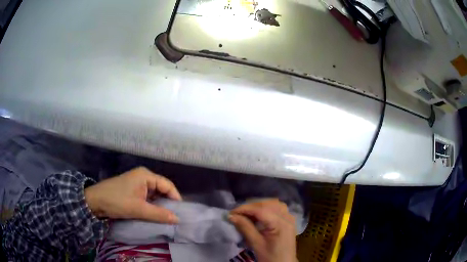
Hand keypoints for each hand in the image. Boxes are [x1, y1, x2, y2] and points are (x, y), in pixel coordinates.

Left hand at [84, 167, 181, 223]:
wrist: (95, 201)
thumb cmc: (117, 201)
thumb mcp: (138, 209)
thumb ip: (159, 214)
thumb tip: (178, 219)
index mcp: (146, 175)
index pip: (167, 185)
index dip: (175, 198)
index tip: (180, 213)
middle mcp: (143, 176)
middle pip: (162, 189)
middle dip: (168, 202)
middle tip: (174, 217)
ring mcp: (137, 183)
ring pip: (155, 194)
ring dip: (160, 205)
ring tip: (166, 217)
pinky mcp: (133, 190)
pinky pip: (147, 197)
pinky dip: (152, 205)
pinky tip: (154, 214)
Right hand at [229, 199, 296, 261]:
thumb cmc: (270, 257)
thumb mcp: (256, 244)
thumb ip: (245, 228)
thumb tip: (231, 216)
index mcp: (281, 224)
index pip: (261, 210)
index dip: (245, 209)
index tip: (231, 212)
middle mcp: (287, 217)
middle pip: (268, 203)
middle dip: (251, 206)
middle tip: (237, 213)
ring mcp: (290, 218)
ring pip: (273, 203)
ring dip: (259, 205)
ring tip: (247, 213)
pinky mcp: (289, 220)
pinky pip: (277, 208)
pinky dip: (266, 208)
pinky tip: (258, 215)